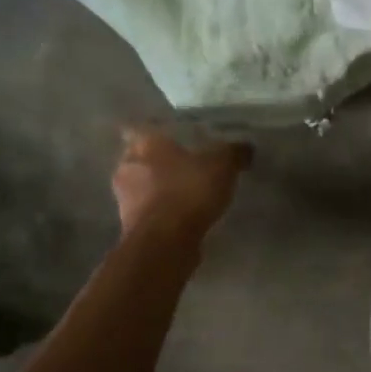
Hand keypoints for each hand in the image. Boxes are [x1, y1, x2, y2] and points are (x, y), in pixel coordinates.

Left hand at [112, 127, 252, 238]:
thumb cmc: (188, 191)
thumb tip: (245, 148)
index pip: (139, 129)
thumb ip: (233, 153)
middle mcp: (127, 167)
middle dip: (158, 162)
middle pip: (140, 159)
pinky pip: (149, 212)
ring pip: (143, 187)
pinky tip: (184, 216)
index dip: (154, 132)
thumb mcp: (222, 165)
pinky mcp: (131, 227)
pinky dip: (163, 212)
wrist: (164, 243)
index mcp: (144, 144)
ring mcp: (125, 199)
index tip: (170, 136)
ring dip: (160, 189)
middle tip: (184, 163)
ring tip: (187, 192)